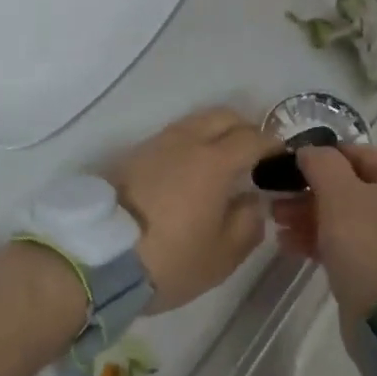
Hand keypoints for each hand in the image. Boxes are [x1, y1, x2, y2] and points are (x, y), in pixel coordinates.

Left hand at [110, 108, 283, 312]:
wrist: (95, 258)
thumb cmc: (168, 259)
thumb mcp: (220, 257)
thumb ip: (247, 225)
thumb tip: (253, 202)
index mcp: (214, 162)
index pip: (252, 137)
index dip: (272, 144)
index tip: (281, 156)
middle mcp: (186, 142)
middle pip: (223, 116)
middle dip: (244, 128)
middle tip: (253, 154)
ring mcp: (156, 144)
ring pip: (194, 122)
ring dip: (214, 133)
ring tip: (220, 162)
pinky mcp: (132, 155)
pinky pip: (172, 137)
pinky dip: (189, 144)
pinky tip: (188, 172)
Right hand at [283, 145, 376, 325]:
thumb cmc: (370, 242)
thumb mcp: (340, 193)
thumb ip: (322, 164)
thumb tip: (308, 151)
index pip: (360, 153)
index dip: (325, 154)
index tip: (292, 162)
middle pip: (349, 187)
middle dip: (310, 189)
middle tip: (277, 196)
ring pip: (343, 217)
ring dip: (308, 215)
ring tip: (276, 220)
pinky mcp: (376, 271)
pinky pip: (342, 246)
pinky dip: (316, 240)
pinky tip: (288, 244)